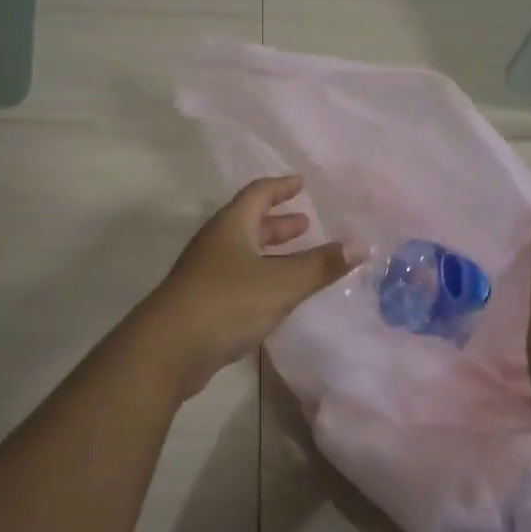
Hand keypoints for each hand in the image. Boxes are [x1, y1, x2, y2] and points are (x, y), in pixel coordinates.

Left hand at [144, 176, 349, 398]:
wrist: (169, 348)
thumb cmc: (227, 303)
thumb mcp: (282, 283)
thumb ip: (321, 265)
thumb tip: (361, 243)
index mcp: (231, 226)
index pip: (258, 194)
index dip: (281, 187)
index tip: (301, 183)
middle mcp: (216, 243)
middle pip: (249, 222)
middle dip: (278, 222)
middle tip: (306, 223)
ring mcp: (205, 273)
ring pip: (243, 251)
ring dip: (270, 250)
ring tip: (297, 257)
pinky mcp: (203, 301)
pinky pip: (238, 277)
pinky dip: (261, 275)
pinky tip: (275, 294)